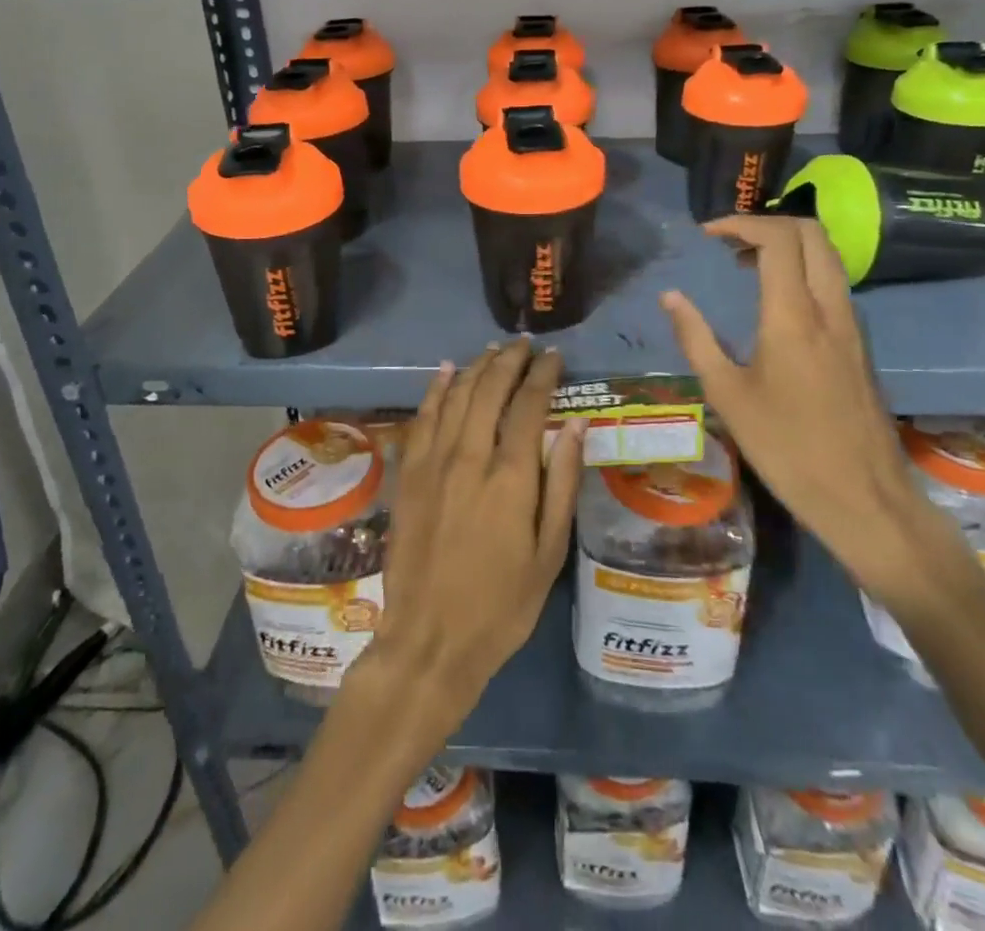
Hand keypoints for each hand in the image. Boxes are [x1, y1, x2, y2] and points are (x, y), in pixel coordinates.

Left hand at [356, 341, 584, 740]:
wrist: (429, 640)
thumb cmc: (501, 605)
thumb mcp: (548, 553)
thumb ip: (561, 484)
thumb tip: (575, 425)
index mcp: (510, 477)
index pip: (529, 405)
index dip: (543, 375)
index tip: (555, 356)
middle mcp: (469, 457)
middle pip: (489, 390)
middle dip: (510, 360)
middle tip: (526, 345)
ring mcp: (432, 463)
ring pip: (455, 396)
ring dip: (476, 367)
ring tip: (494, 350)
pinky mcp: (408, 474)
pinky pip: (423, 418)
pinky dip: (436, 389)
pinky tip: (445, 371)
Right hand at [660, 215, 959, 605]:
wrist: (864, 497)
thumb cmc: (786, 448)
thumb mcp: (727, 395)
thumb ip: (696, 338)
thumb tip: (670, 297)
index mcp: (793, 316)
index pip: (777, 238)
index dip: (740, 223)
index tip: (708, 234)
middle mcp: (829, 308)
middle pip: (812, 232)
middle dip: (768, 223)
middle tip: (728, 242)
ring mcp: (851, 324)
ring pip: (828, 256)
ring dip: (789, 245)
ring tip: (745, 266)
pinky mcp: (860, 343)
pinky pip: (834, 283)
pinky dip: (804, 269)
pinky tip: (776, 301)